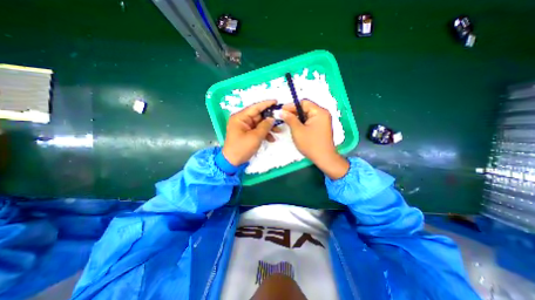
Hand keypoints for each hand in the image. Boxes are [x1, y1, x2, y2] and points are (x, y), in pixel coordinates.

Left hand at [224, 101, 277, 165]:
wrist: (232, 162)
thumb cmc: (242, 148)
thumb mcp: (255, 137)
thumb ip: (265, 126)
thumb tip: (272, 118)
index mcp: (240, 117)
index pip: (255, 107)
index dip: (266, 104)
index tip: (276, 101)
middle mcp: (242, 120)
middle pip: (258, 115)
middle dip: (270, 119)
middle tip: (280, 119)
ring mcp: (245, 127)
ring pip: (259, 123)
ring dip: (269, 127)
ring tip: (278, 131)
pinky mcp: (247, 133)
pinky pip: (257, 130)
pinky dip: (264, 133)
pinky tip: (271, 139)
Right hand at [280, 101, 351, 179]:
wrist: (324, 158)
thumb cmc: (311, 144)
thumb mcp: (297, 130)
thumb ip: (289, 119)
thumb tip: (282, 111)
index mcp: (319, 112)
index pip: (304, 103)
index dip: (291, 106)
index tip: (281, 110)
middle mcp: (323, 114)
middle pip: (306, 108)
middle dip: (294, 112)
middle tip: (283, 116)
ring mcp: (323, 121)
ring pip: (307, 115)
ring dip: (297, 117)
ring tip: (287, 121)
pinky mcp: (321, 127)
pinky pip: (310, 120)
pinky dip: (302, 122)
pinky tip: (295, 126)